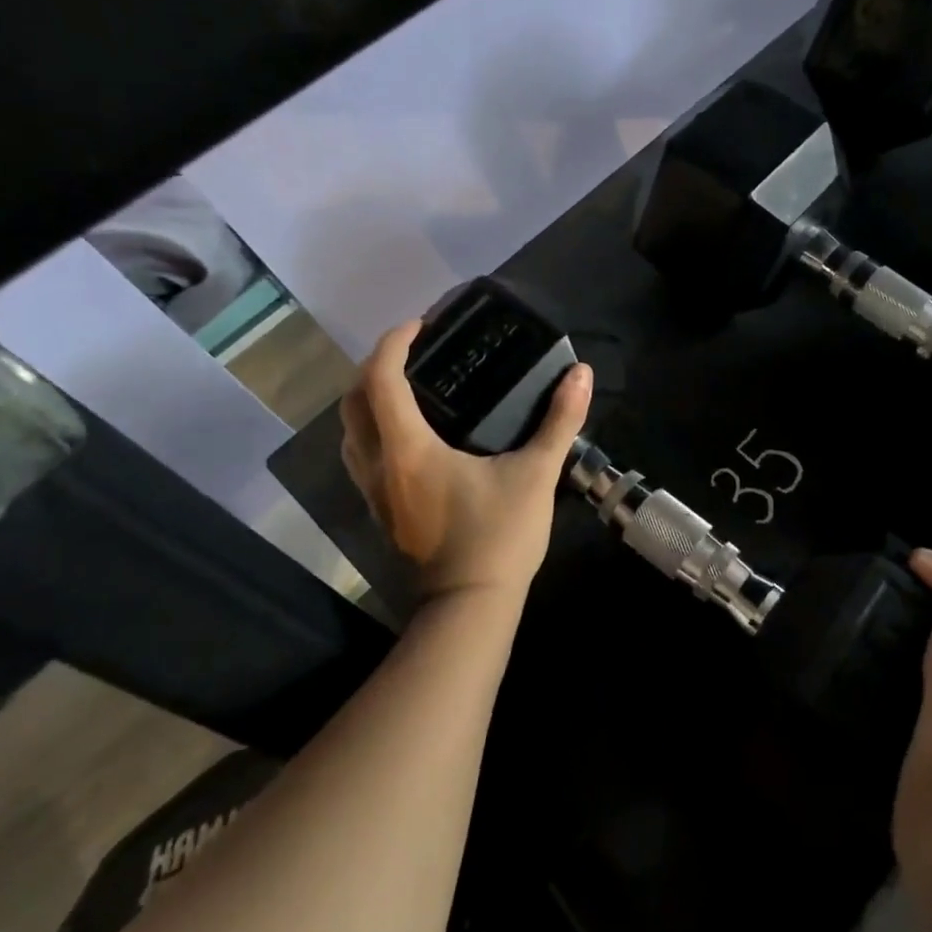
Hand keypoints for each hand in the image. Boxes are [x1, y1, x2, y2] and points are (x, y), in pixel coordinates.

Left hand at [340, 319, 592, 599]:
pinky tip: (410, 437)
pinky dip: (373, 431)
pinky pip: (360, 457)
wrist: (469, 607)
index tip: (421, 324)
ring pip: (350, 433)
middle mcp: (378, 465)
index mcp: (408, 449)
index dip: (394, 343)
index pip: (380, 379)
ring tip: (408, 388)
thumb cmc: (499, 538)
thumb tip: (581, 374)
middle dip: (374, 367)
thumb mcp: (536, 475)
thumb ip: (559, 421)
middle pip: (352, 402)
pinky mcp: (380, 513)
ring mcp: (373, 493)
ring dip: (367, 401)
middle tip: (413, 354)